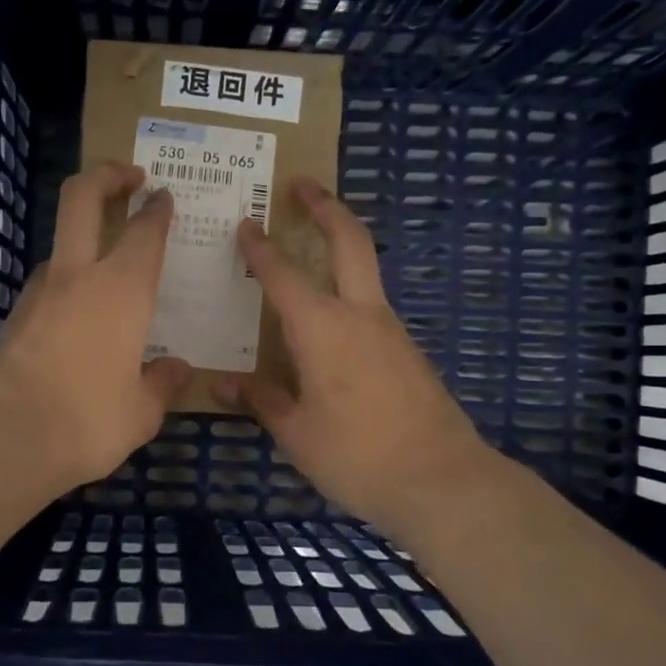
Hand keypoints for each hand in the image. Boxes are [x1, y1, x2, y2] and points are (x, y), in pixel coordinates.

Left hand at [0, 161, 190, 492]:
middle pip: (82, 198)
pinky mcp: (14, 317)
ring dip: (83, 239)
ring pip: (61, 245)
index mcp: (123, 289)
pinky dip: (67, 286)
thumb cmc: (88, 420)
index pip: (144, 231)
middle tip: (129, 177)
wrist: (4, 438)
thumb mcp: (141, 411)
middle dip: (106, 175)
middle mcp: (78, 276)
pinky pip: (48, 287)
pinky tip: (79, 320)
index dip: (157, 209)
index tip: (163, 197)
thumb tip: (177, 368)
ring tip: (108, 270)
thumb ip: (162, 383)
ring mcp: (39, 293)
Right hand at [215, 179, 521, 540]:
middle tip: (303, 184)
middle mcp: (361, 316)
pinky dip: (348, 294)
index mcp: (323, 329)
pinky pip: (371, 309)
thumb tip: (223, 385)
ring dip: (341, 248)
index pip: (284, 275)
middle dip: (326, 207)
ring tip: (309, 251)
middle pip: (350, 241)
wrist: (442, 481)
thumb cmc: (357, 456)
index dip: (261, 248)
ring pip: (365, 273)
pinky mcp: (408, 352)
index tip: (246, 222)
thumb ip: (261, 400)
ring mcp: (392, 331)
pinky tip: (330, 324)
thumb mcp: (296, 433)